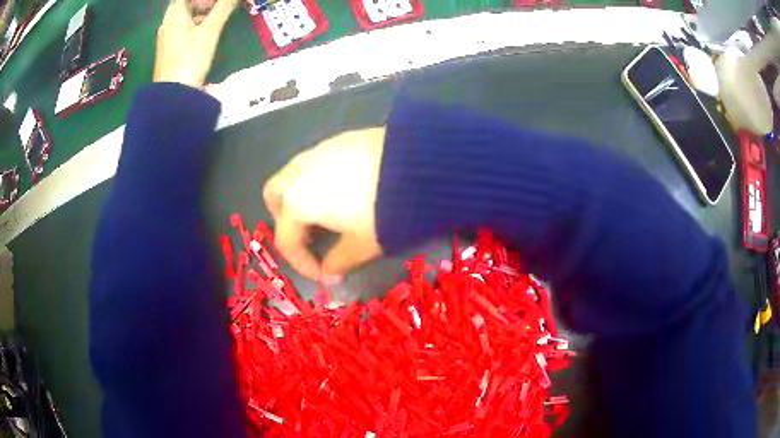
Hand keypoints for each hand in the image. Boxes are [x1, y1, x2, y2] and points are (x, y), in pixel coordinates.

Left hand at [154, 0, 237, 88]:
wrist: (174, 95)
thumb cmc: (190, 57)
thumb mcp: (210, 30)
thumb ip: (224, 7)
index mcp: (174, 14)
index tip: (217, 3)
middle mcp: (167, 24)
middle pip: (185, 5)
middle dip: (203, 3)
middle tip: (220, 7)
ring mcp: (166, 39)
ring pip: (184, 18)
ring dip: (200, 15)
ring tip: (216, 21)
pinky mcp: (168, 52)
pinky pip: (182, 31)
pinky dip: (194, 27)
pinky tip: (204, 36)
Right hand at [263, 128, 386, 284]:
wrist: (417, 164)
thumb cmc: (383, 210)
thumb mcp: (363, 244)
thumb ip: (340, 262)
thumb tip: (329, 274)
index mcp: (297, 203)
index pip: (286, 239)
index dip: (302, 263)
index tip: (324, 274)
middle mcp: (298, 173)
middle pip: (274, 197)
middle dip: (284, 220)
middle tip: (309, 237)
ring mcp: (317, 151)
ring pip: (293, 176)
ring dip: (300, 198)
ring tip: (328, 215)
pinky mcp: (338, 139)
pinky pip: (314, 163)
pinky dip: (317, 181)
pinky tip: (345, 190)